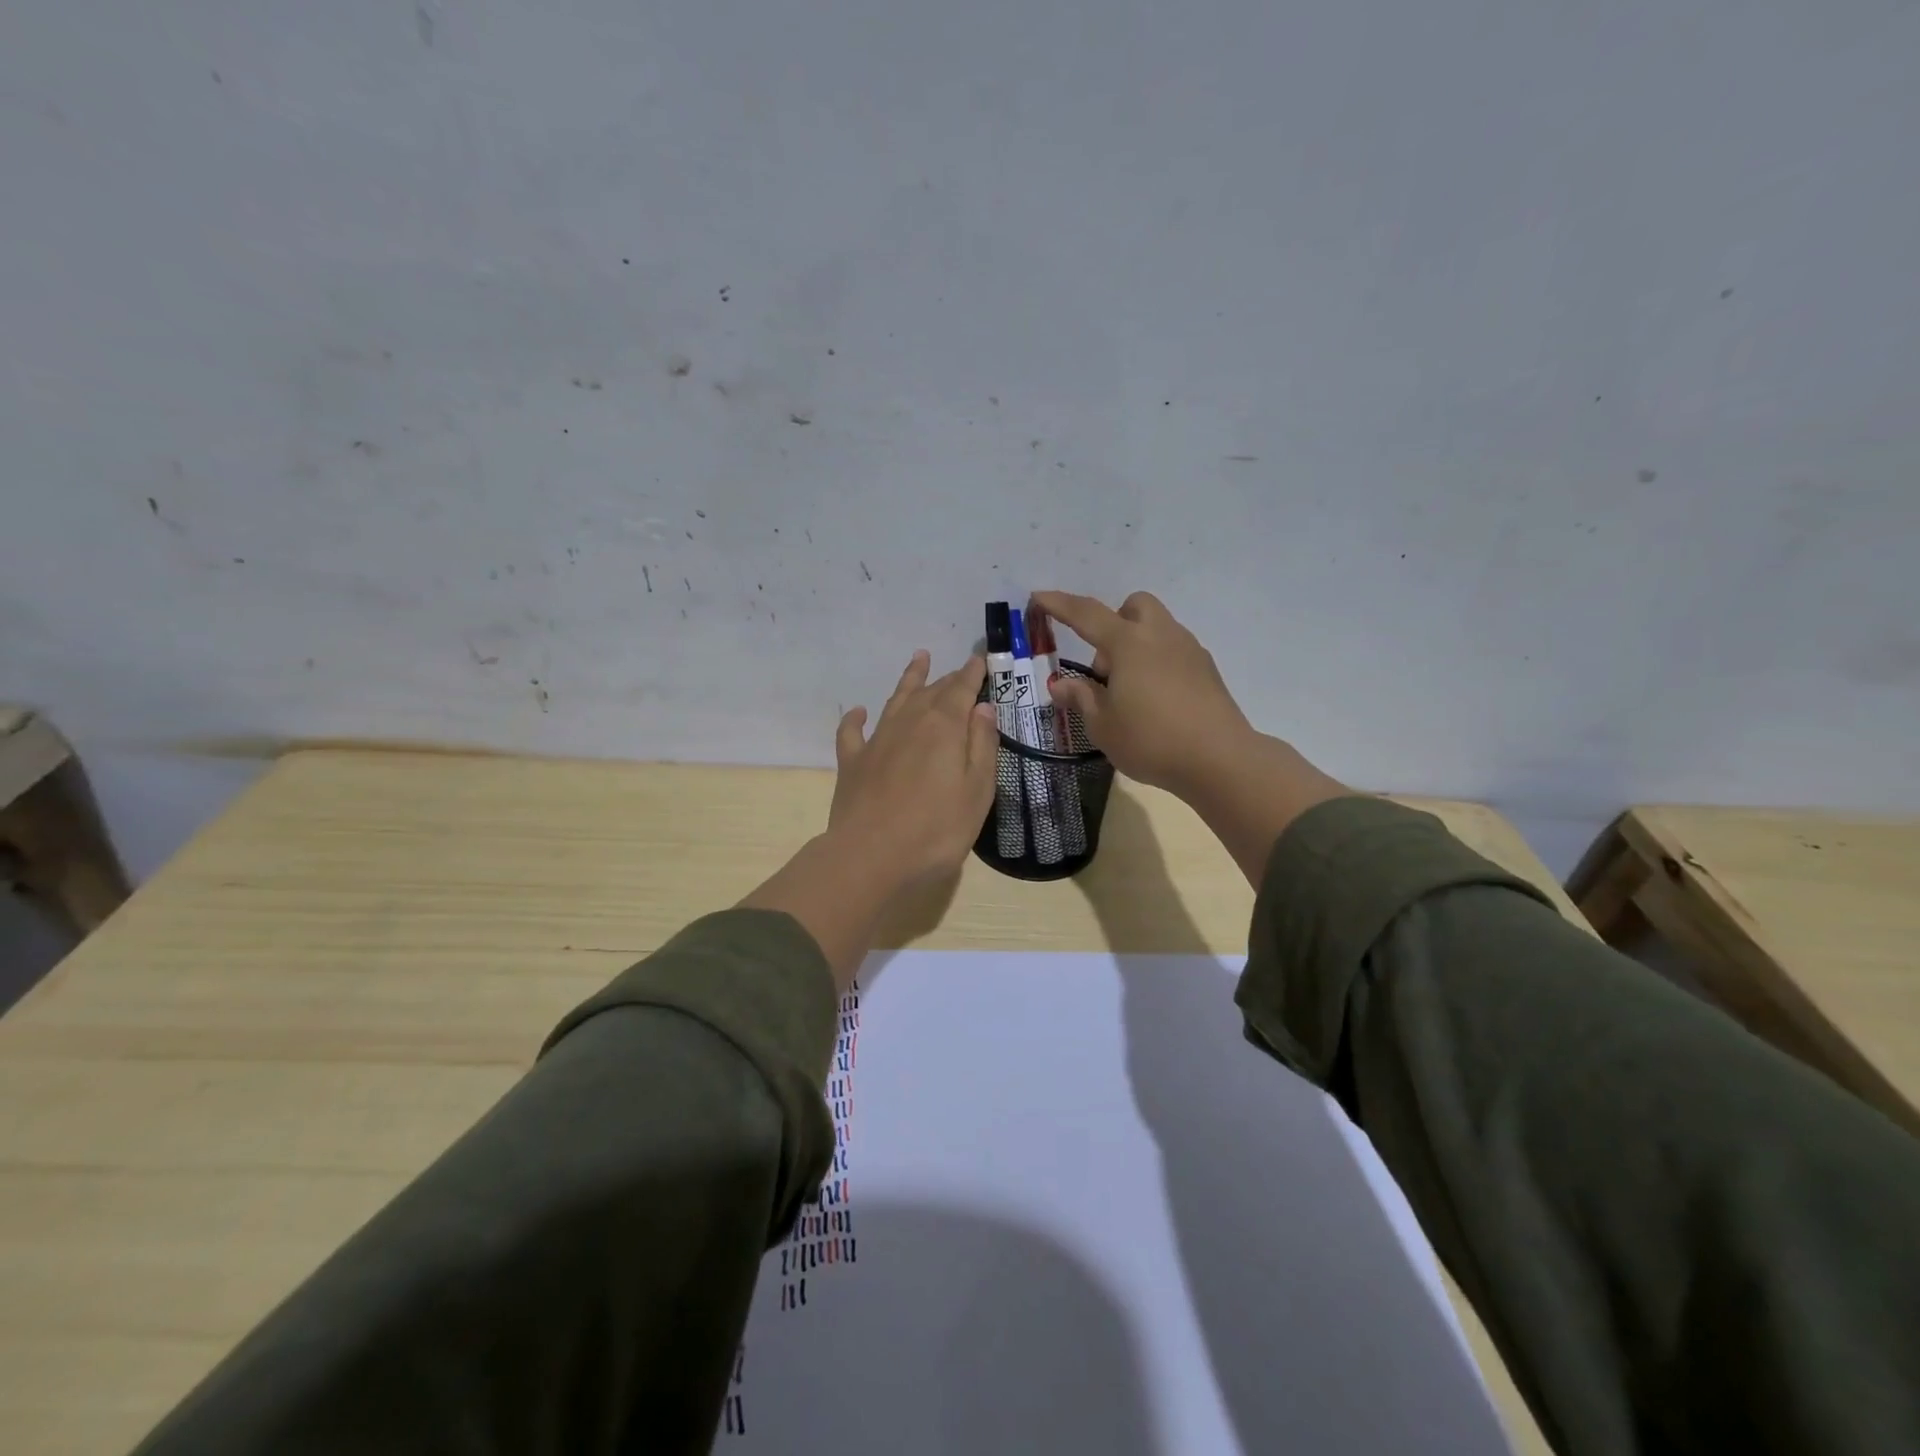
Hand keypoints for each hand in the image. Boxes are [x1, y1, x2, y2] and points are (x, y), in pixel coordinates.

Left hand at [827, 650, 1000, 892]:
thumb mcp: (977, 790)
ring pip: (896, 700)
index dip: (973, 672)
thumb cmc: (937, 829)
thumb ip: (982, 744)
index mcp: (944, 726)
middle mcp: (909, 723)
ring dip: (909, 679)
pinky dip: (856, 718)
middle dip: (948, 678)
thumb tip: (981, 707)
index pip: (962, 689)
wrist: (871, 857)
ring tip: (918, 659)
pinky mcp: (852, 762)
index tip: (981, 657)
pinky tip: (859, 712)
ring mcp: (877, 741)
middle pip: (931, 691)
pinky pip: (852, 731)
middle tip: (959, 669)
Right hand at [1029, 590, 1348, 884]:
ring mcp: (1189, 650)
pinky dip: (1157, 662)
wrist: (1219, 759)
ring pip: (1157, 628)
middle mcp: (1160, 636)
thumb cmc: (1151, 740)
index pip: (1086, 614)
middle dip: (1113, 623)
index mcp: (1128, 643)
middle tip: (1104, 666)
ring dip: (1136, 645)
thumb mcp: (1103, 725)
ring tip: (1128, 691)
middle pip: (1134, 607)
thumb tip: (1061, 684)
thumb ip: (1081, 698)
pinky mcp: (1207, 670)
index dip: (1059, 604)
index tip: (1039, 597)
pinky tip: (1155, 700)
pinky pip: (1174, 650)